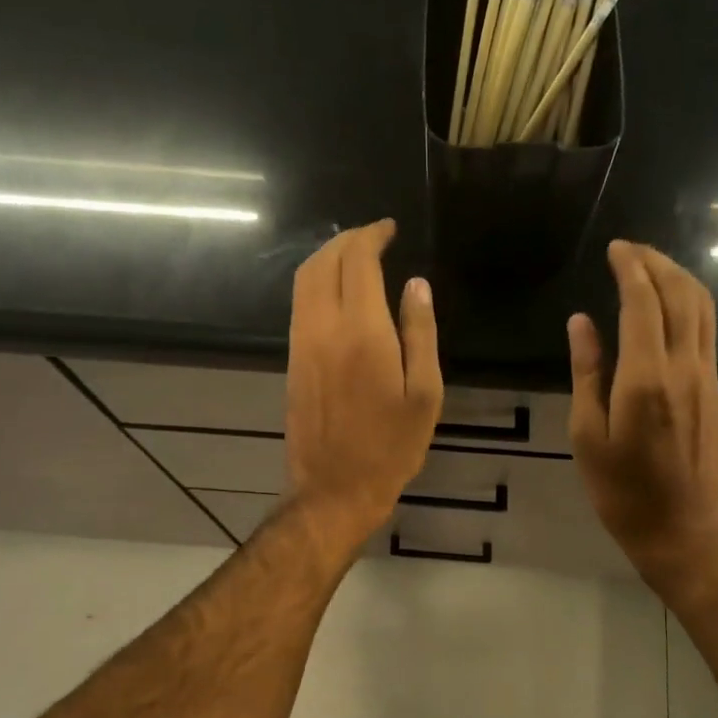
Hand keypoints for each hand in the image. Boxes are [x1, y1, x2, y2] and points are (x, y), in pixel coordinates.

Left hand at [284, 220, 442, 545]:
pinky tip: (338, 291)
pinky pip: (300, 304)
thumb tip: (416, 284)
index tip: (389, 228)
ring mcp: (302, 343)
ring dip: (327, 257)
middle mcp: (324, 328)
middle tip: (374, 236)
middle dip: (347, 239)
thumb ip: (420, 334)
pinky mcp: (293, 360)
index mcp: (362, 332)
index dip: (372, 236)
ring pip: (305, 280)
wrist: (334, 489)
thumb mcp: (424, 394)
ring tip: (356, 255)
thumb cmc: (391, 447)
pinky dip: (316, 282)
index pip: (358, 261)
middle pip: (324, 262)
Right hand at [569, 241, 717, 589]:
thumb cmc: (621, 491)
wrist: (682, 528)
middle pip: (679, 294)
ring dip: (678, 276)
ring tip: (651, 263)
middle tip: (630, 248)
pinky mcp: (714, 387)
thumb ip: (586, 373)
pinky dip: (690, 301)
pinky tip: (671, 301)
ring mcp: (705, 375)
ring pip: (701, 307)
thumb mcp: (587, 436)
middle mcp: (682, 367)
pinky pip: (707, 328)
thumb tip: (581, 322)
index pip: (642, 302)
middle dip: (656, 262)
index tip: (614, 247)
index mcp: (645, 378)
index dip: (630, 268)